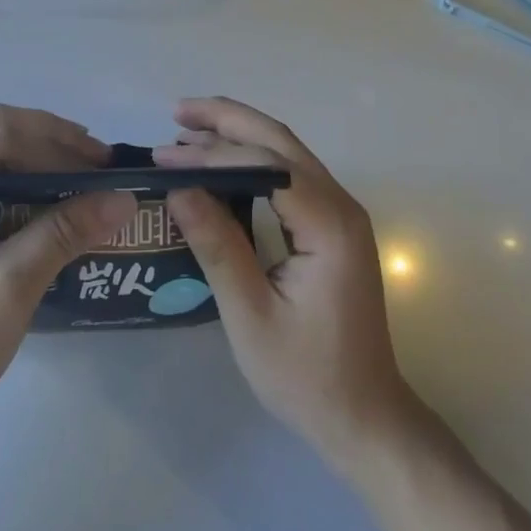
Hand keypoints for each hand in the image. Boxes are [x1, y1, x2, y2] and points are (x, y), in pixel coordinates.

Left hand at [0, 104, 135, 444]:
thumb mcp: (7, 292)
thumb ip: (62, 235)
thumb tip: (125, 198)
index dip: (53, 143)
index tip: (103, 167)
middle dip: (49, 140)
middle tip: (99, 163)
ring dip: (38, 153)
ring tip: (85, 172)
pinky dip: (21, 175)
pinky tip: (51, 192)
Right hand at [155, 97, 418, 468]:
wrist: (365, 417)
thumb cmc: (307, 376)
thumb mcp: (250, 315)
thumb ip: (217, 246)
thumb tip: (178, 189)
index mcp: (328, 225)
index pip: (265, 164)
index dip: (213, 152)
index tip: (165, 154)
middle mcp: (341, 205)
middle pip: (280, 141)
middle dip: (228, 120)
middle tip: (177, 112)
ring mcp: (341, 212)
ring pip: (287, 152)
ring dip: (239, 135)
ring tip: (188, 130)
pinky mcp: (333, 225)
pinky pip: (290, 174)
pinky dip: (253, 159)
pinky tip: (221, 164)